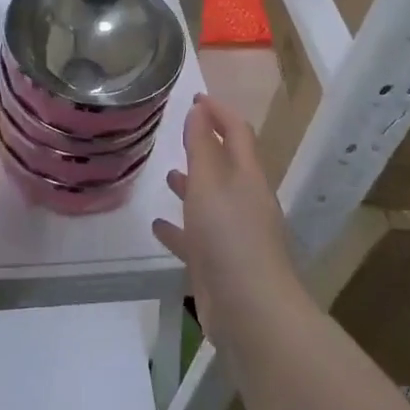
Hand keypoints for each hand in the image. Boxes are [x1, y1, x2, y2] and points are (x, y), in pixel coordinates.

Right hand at [152, 94, 298, 341]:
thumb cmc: (230, 237)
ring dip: (193, 185)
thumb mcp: (210, 183)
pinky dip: (180, 228)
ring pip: (211, 201)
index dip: (220, 111)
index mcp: (247, 177)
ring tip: (168, 174)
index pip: (238, 132)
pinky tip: (159, 226)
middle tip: (181, 132)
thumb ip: (202, 146)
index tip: (196, 97)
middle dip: (207, 146)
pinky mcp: (220, 265)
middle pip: (227, 165)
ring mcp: (234, 235)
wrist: (251, 311)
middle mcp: (244, 202)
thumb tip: (199, 110)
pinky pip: (196, 238)